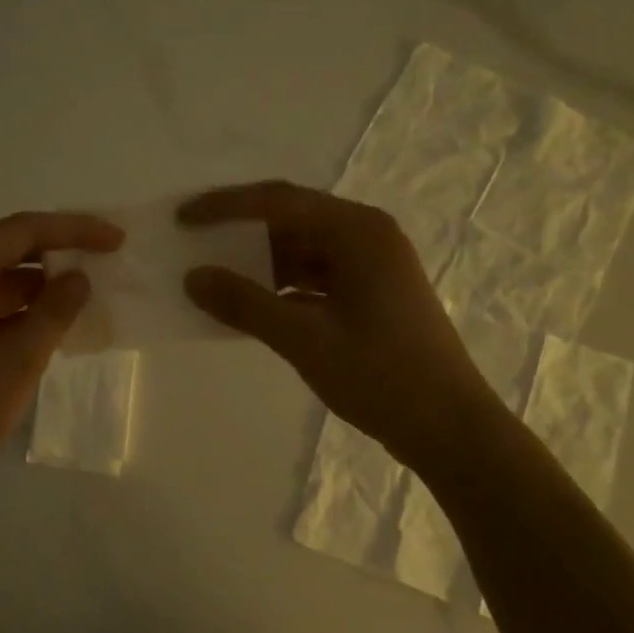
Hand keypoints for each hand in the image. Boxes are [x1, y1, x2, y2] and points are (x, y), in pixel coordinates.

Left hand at [0, 211, 124, 506]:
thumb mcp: (19, 359)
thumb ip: (55, 310)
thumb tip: (80, 277)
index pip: (23, 229)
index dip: (74, 229)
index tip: (117, 238)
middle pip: (10, 248)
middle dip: (60, 252)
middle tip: (107, 257)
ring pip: (0, 278)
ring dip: (43, 284)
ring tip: (91, 289)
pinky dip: (22, 309)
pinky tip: (56, 321)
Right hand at [180, 181, 495, 468]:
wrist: (451, 430)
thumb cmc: (383, 378)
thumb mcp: (306, 340)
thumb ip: (246, 304)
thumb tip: (193, 277)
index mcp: (358, 231)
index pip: (279, 202)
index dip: (226, 207)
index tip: (182, 218)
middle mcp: (366, 236)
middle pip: (290, 220)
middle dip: (240, 232)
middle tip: (192, 242)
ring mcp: (370, 266)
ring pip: (301, 251)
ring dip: (258, 263)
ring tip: (212, 276)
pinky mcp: (369, 294)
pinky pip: (313, 277)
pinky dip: (279, 288)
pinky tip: (247, 306)